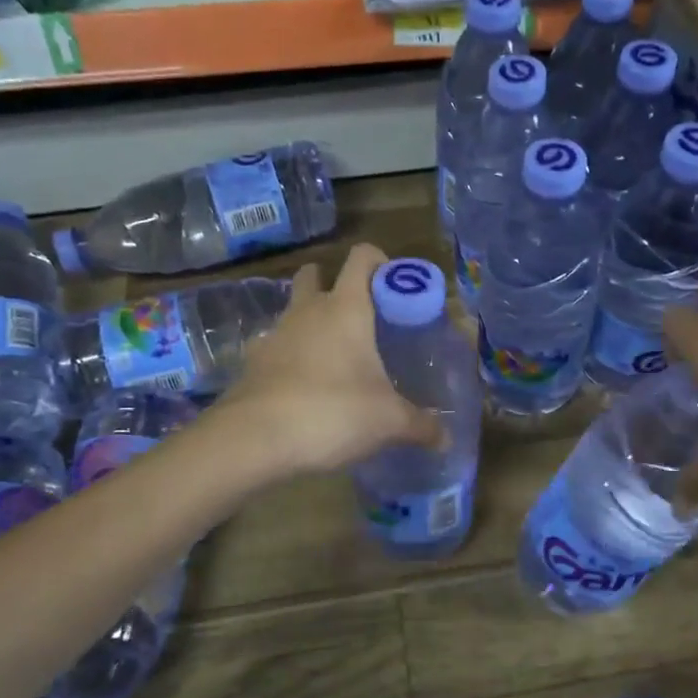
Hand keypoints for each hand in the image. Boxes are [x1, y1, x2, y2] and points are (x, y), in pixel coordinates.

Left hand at [213, 243, 443, 477]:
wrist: (254, 439)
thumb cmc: (333, 412)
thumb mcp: (388, 422)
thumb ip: (420, 426)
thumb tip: (446, 439)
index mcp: (346, 308)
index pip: (362, 258)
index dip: (380, 262)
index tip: (394, 286)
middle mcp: (308, 311)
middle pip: (315, 276)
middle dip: (332, 284)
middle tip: (359, 316)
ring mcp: (275, 334)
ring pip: (292, 311)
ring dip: (309, 321)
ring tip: (333, 356)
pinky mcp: (252, 363)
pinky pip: (275, 347)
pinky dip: (289, 356)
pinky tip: (303, 385)